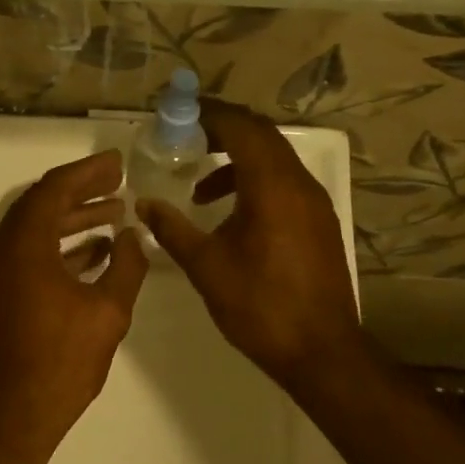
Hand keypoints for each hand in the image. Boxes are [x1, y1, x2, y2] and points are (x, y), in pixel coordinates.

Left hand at [0, 151, 148, 457]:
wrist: (11, 417)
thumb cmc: (61, 362)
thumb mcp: (106, 311)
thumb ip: (126, 266)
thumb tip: (132, 236)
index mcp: (22, 245)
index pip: (55, 189)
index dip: (88, 172)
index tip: (118, 163)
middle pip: (41, 205)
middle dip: (82, 193)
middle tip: (118, 183)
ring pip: (34, 231)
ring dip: (72, 221)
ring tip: (113, 214)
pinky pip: (28, 256)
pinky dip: (59, 249)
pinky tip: (94, 254)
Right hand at [136, 100, 362, 394]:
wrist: (320, 350)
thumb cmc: (259, 306)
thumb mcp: (206, 267)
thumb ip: (173, 229)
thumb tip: (144, 204)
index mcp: (272, 187)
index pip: (241, 128)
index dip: (209, 114)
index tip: (178, 114)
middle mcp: (299, 184)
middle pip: (262, 137)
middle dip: (222, 132)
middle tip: (185, 139)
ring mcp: (315, 204)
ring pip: (275, 162)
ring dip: (238, 162)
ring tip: (201, 191)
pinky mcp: (319, 224)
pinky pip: (285, 185)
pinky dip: (255, 184)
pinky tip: (232, 217)